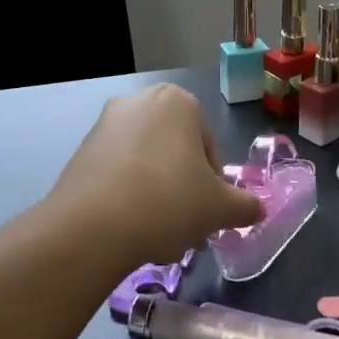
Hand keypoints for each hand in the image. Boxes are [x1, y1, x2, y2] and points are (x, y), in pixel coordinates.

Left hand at [47, 85, 263, 268]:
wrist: (94, 225)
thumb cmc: (169, 201)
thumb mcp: (220, 208)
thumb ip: (245, 206)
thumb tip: (257, 209)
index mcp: (178, 101)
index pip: (209, 146)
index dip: (214, 184)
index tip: (209, 213)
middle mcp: (139, 101)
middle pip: (175, 154)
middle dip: (183, 191)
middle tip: (186, 227)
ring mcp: (105, 124)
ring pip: (146, 166)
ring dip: (157, 197)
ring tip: (157, 237)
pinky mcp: (81, 151)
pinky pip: (117, 174)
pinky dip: (127, 198)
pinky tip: (129, 231)